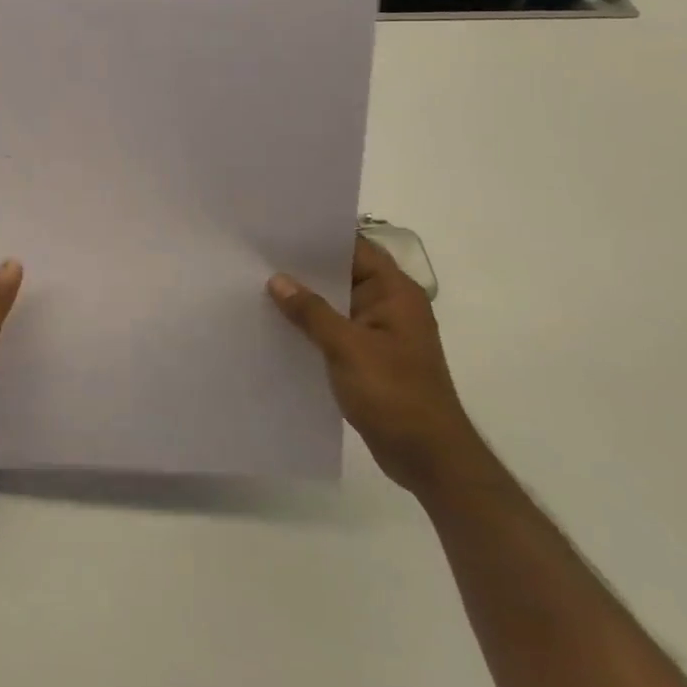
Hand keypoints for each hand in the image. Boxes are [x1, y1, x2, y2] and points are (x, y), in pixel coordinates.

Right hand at [268, 237, 490, 496]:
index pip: (355, 248)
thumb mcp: (348, 348)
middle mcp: (388, 306)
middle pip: (341, 274)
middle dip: (303, 267)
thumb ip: (311, 312)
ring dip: (303, 299)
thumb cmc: (395, 395)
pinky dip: (308, 326)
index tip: (278, 228)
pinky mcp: (366, 358)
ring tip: (257, 284)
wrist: (429, 458)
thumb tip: (277, 280)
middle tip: (257, 254)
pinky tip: (275, 324)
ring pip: (333, 304)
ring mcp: (377, 333)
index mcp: (395, 293)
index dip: (319, 236)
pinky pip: (332, 330)